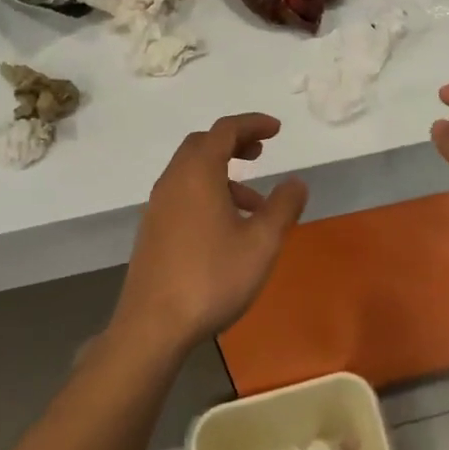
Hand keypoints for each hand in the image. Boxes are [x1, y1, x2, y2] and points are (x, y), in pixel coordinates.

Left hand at [112, 113, 307, 356]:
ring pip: (192, 170)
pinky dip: (207, 192)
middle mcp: (174, 179)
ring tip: (255, 202)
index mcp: (198, 172)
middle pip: (204, 143)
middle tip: (261, 152)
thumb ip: (283, 207)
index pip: (225, 130)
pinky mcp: (153, 228)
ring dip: (223, 172)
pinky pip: (183, 192)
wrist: (152, 326)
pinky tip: (227, 228)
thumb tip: (296, 182)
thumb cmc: (211, 278)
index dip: (253, 123)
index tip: (277, 129)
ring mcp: (158, 204)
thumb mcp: (261, 243)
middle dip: (234, 142)